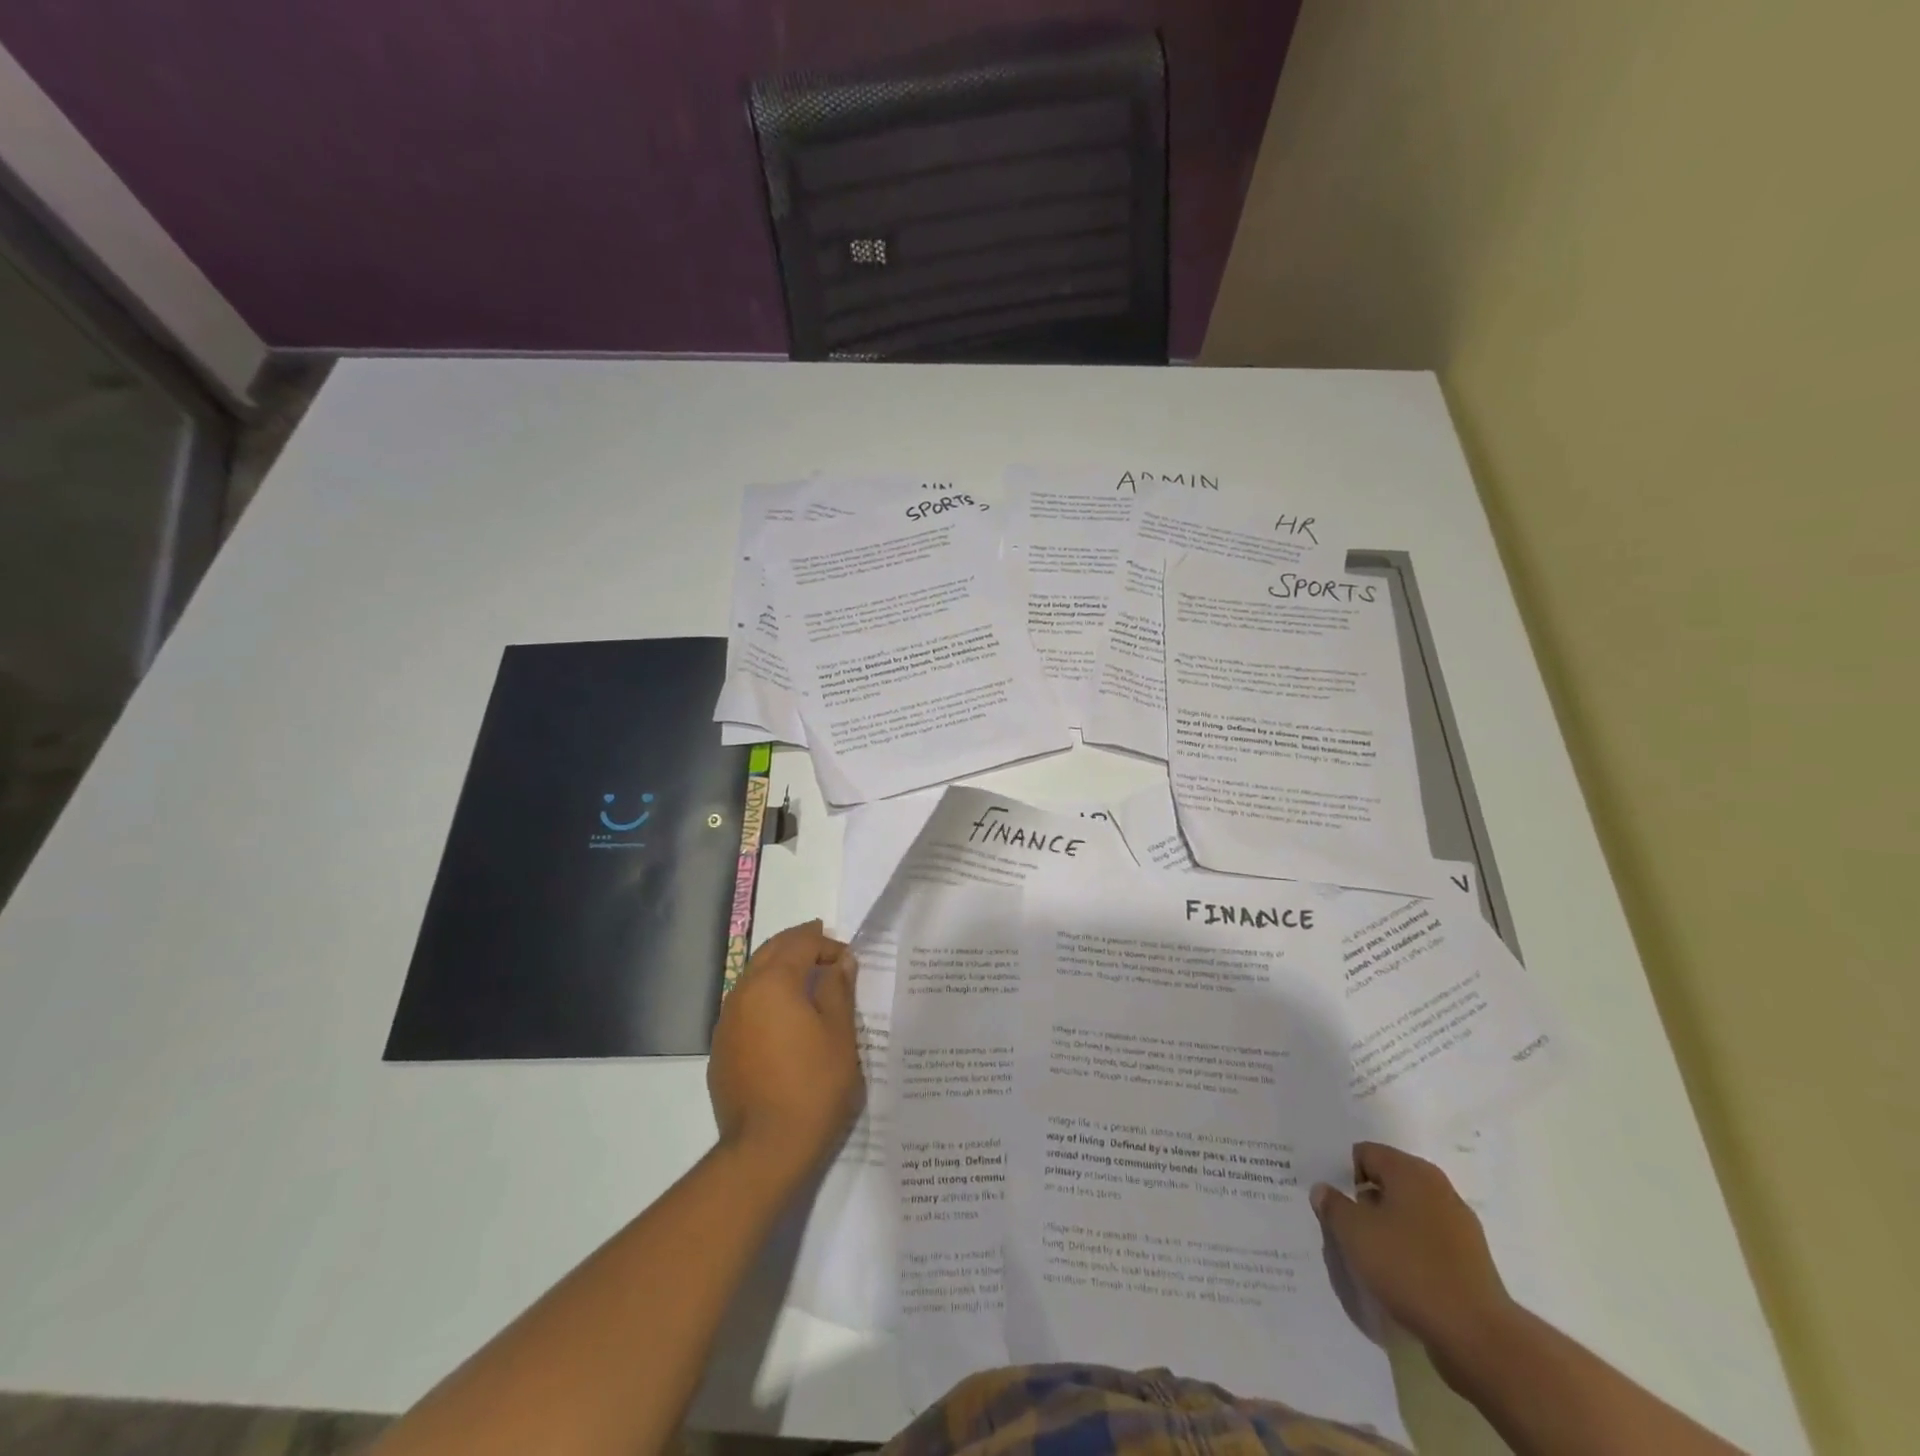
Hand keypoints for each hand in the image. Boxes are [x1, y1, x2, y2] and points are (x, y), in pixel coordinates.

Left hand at [708, 920, 863, 1186]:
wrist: (765, 1150)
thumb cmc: (813, 1086)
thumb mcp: (839, 1034)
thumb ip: (839, 989)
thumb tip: (840, 961)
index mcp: (772, 982)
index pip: (799, 943)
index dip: (826, 944)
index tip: (847, 958)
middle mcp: (742, 994)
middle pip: (770, 952)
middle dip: (798, 945)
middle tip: (824, 947)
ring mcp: (726, 1023)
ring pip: (754, 978)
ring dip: (780, 970)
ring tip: (808, 981)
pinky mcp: (721, 1051)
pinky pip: (746, 1008)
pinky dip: (767, 999)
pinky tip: (785, 1018)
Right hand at [1312, 1142, 1516, 1356]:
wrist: (1477, 1336)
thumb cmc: (1408, 1268)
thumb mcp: (1354, 1232)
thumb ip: (1333, 1205)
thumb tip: (1324, 1190)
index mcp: (1411, 1171)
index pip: (1365, 1153)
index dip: (1343, 1175)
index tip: (1335, 1204)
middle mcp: (1438, 1189)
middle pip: (1388, 1183)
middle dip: (1365, 1202)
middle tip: (1347, 1229)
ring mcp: (1460, 1226)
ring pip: (1409, 1215)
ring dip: (1387, 1229)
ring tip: (1371, 1258)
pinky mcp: (1471, 1262)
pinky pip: (1428, 1244)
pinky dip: (1411, 1253)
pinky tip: (1400, 1278)